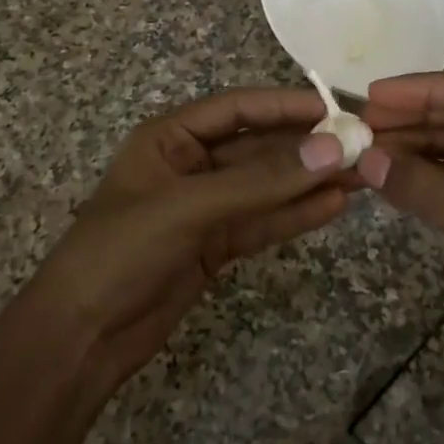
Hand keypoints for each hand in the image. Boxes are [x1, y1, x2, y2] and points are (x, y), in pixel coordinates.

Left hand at [24, 88, 349, 392]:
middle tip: (362, 145)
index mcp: (171, 137)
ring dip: (310, 181)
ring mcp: (206, 207)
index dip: (285, 105)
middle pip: (259, 147)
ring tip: (363, 174)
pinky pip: (263, 221)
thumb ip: (260, 182)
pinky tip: (335, 205)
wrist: (80, 338)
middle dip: (308, 147)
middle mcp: (191, 164)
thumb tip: (332, 150)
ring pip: (268, 186)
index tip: (336, 108)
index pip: (238, 109)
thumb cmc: (121, 251)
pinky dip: (296, 214)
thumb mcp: (188, 207)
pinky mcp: (217, 245)